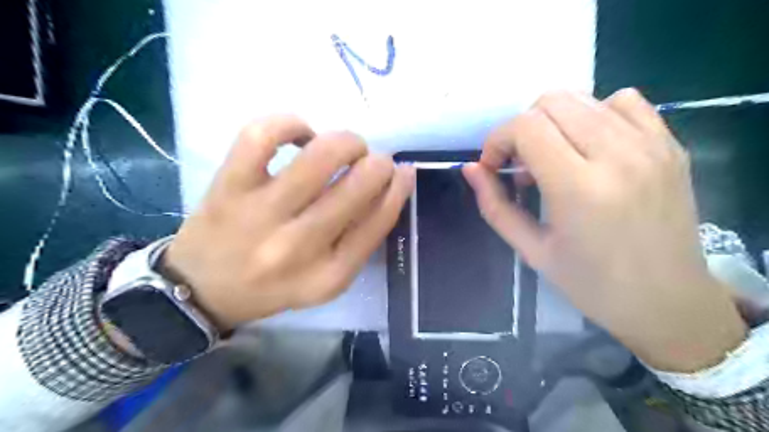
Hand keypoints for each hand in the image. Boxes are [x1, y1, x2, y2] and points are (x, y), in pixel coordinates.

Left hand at [160, 114, 413, 329]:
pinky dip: (290, 123)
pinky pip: (262, 136)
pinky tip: (301, 134)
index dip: (399, 189)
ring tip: (345, 146)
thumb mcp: (327, 278)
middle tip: (373, 159)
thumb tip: (389, 186)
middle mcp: (298, 247)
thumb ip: (360, 239)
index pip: (379, 222)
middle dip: (378, 163)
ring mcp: (260, 214)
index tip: (404, 171)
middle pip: (356, 188)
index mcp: (328, 276)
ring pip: (320, 157)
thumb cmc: (274, 285)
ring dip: (346, 142)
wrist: (203, 290)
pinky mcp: (229, 187)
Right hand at [461, 87, 744, 370]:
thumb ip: (494, 205)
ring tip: (553, 159)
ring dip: (553, 123)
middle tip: (521, 165)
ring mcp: (650, 145)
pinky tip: (589, 148)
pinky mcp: (670, 144)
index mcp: (579, 188)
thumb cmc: (591, 283)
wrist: (668, 300)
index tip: (494, 167)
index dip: (498, 140)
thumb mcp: (531, 250)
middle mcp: (618, 155)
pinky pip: (623, 102)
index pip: (526, 127)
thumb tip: (471, 168)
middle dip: (522, 129)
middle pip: (552, 102)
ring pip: (583, 98)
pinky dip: (594, 115)